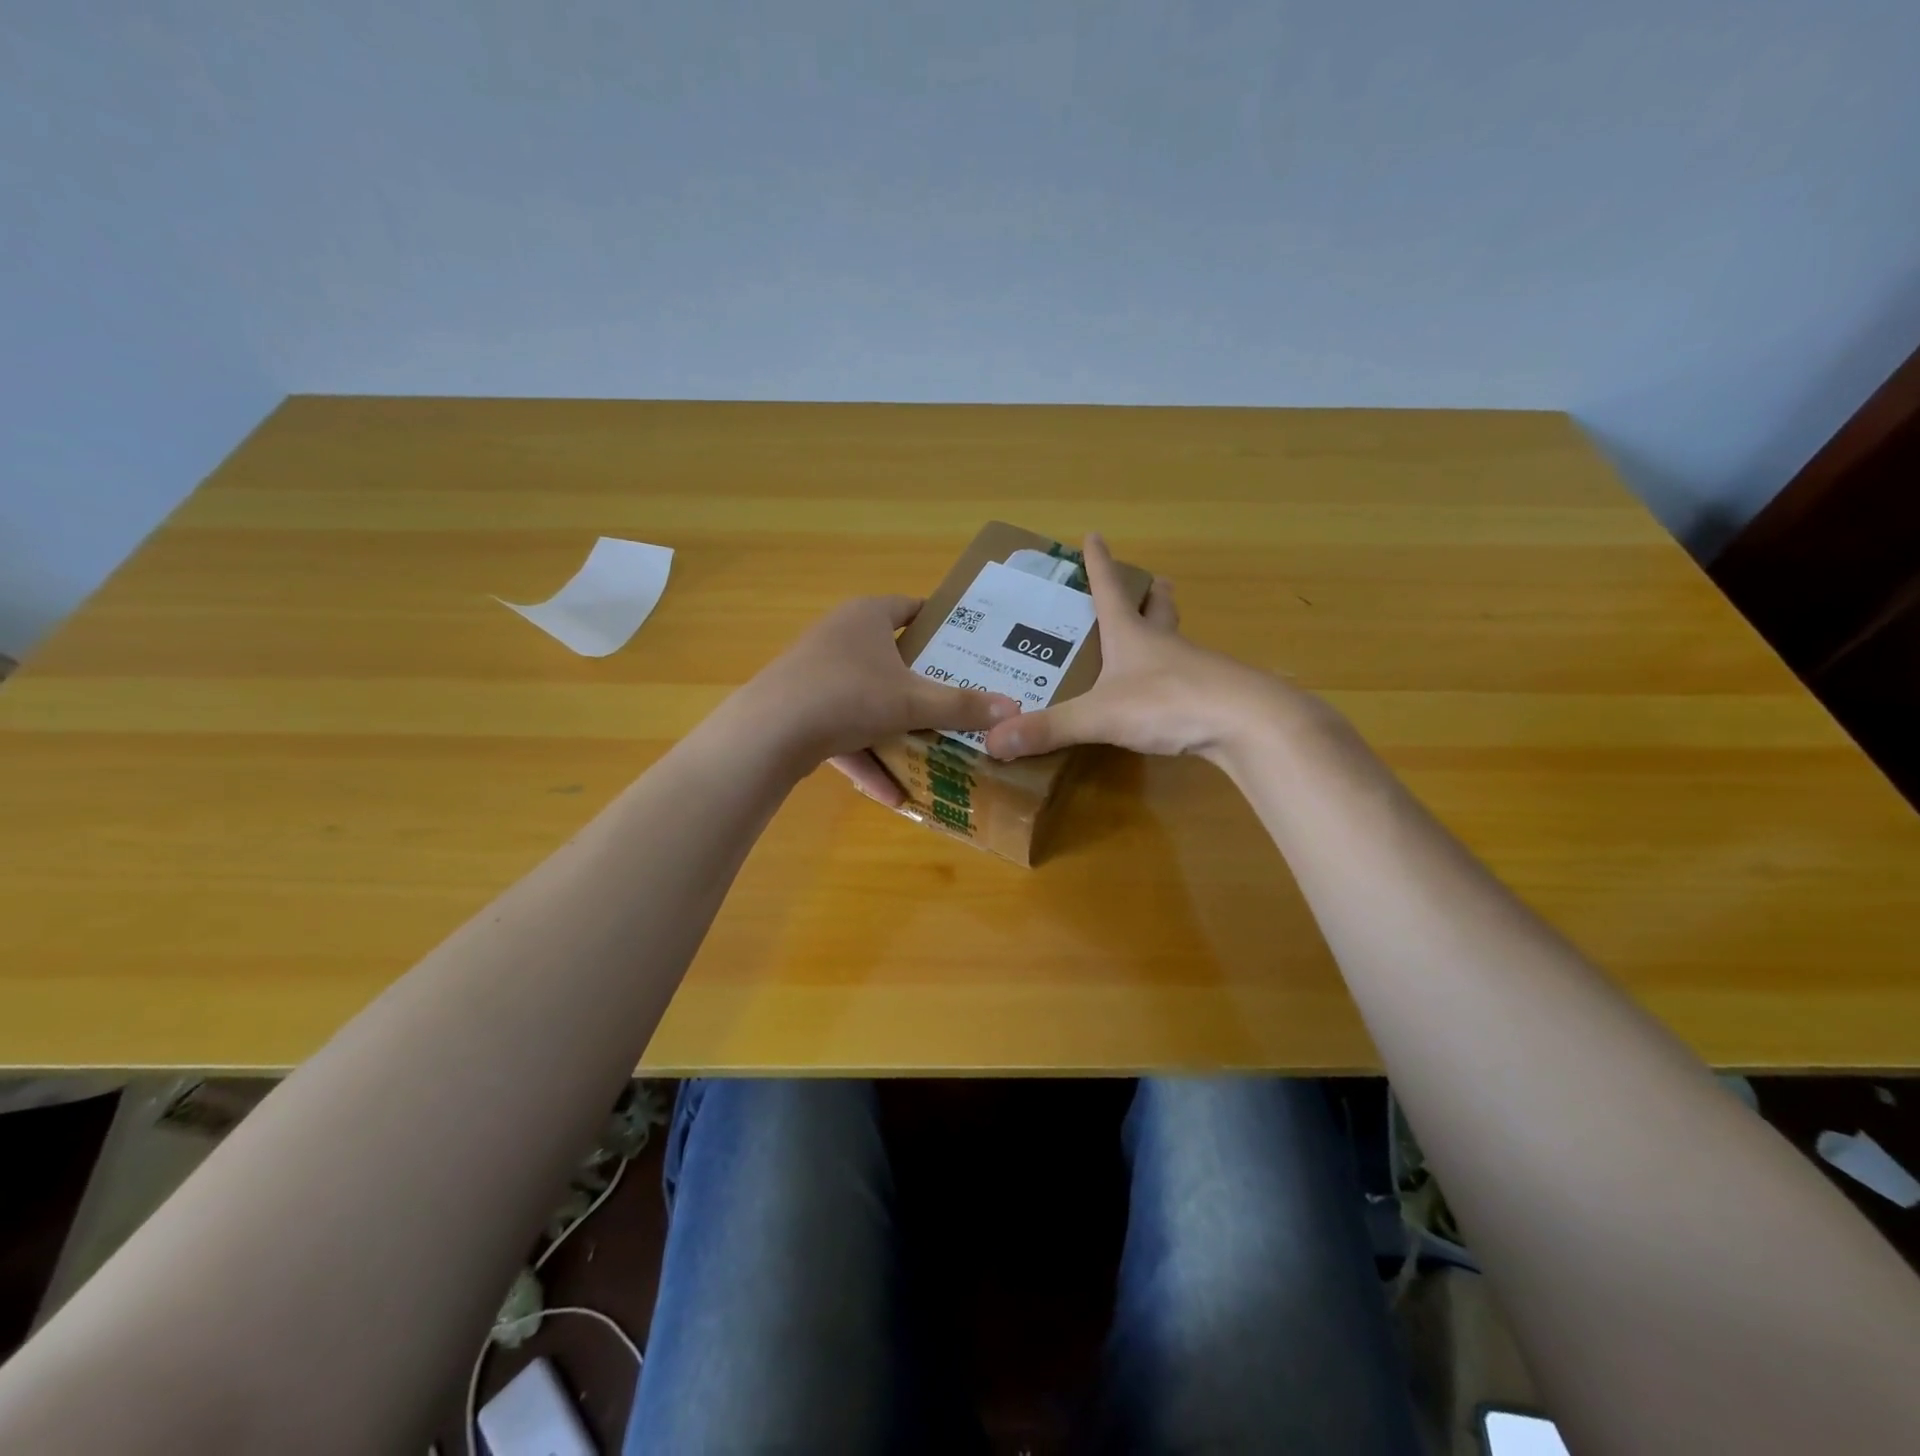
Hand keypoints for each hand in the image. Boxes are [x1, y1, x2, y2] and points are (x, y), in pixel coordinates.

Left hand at [743, 594, 1019, 806]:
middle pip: (891, 658)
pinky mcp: (802, 711)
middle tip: (960, 700)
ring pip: (868, 700)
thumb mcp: (912, 702)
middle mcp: (840, 637)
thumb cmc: (848, 696)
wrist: (769, 733)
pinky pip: (845, 732)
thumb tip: (1014, 709)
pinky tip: (894, 796)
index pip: (912, 608)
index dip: (941, 624)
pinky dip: (868, 759)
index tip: (970, 647)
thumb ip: (961, 706)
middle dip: (923, 684)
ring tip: (933, 751)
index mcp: (867, 617)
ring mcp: (817, 675)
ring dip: (896, 730)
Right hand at [983, 534, 1290, 762]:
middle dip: (1150, 593)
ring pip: (1176, 640)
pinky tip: (1167, 692)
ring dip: (1165, 631)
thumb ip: (1049, 728)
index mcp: (1131, 634)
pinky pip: (1187, 677)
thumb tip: (992, 740)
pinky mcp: (1210, 694)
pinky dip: (1175, 675)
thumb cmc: (1167, 701)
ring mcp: (1192, 667)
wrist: (1245, 722)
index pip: (1110, 588)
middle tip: (1150, 581)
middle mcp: (1162, 643)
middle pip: (1157, 607)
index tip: (1093, 535)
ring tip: (1154, 636)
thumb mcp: (1099, 715)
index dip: (1098, 563)